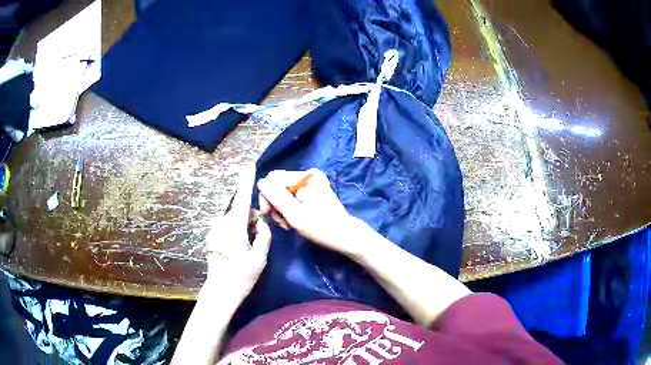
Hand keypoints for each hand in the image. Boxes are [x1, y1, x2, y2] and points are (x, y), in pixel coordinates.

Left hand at [204, 167, 271, 295]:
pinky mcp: (213, 237)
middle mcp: (222, 225)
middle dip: (252, 215)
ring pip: (234, 218)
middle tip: (259, 232)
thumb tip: (262, 224)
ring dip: (245, 224)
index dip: (246, 182)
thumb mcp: (259, 259)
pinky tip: (241, 246)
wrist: (220, 291)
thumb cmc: (241, 276)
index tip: (249, 166)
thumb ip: (263, 237)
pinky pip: (228, 225)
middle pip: (240, 210)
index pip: (242, 200)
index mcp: (235, 228)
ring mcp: (215, 230)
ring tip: (250, 243)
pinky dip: (237, 229)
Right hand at [257, 169, 360, 256]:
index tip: (269, 215)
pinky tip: (294, 220)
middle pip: (278, 185)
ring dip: (282, 209)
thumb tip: (260, 182)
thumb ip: (276, 197)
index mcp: (305, 176)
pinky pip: (292, 195)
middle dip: (275, 205)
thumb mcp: (294, 214)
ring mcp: (312, 182)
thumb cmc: (321, 227)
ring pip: (283, 192)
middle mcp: (308, 174)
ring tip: (288, 225)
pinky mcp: (313, 190)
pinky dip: (290, 208)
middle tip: (282, 224)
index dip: (266, 197)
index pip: (272, 179)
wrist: (345, 236)